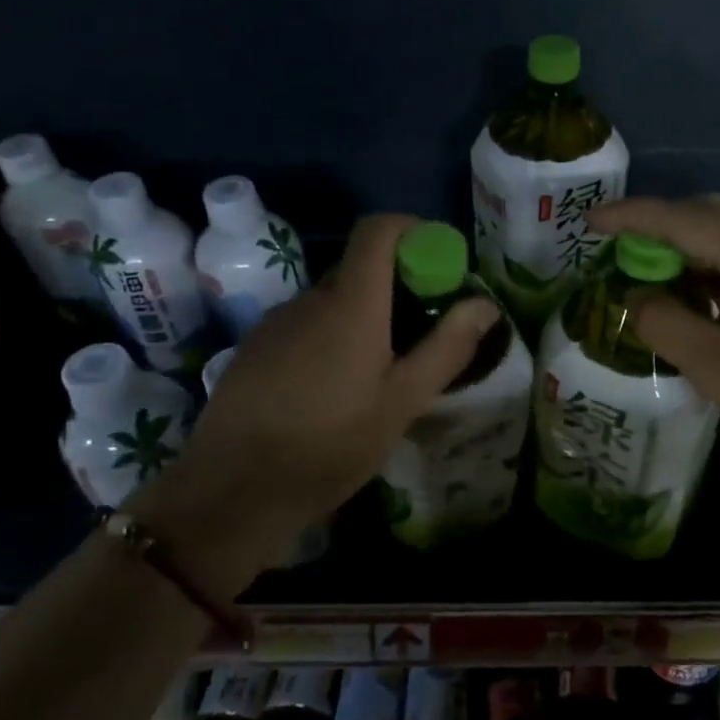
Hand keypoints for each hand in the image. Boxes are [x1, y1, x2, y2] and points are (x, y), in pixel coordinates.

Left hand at [125, 214, 500, 583]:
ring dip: (363, 318)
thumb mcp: (403, 401)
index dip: (413, 231)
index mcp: (350, 303)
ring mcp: (275, 323)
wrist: (234, 490)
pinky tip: (333, 391)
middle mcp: (309, 299)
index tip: (439, 263)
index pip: (378, 230)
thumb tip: (485, 303)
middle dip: (397, 287)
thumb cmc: (331, 443)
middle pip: (359, 268)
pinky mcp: (254, 350)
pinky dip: (330, 338)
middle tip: (421, 335)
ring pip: (331, 302)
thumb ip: (448, 347)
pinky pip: (304, 326)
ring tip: (379, 373)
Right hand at [589, 194, 719, 486]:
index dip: (632, 216)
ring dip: (690, 246)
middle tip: (622, 250)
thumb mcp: (711, 364)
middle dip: (662, 224)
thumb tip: (636, 295)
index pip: (683, 218)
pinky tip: (699, 297)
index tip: (590, 221)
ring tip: (653, 274)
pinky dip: (716, 267)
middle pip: (712, 213)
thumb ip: (661, 320)